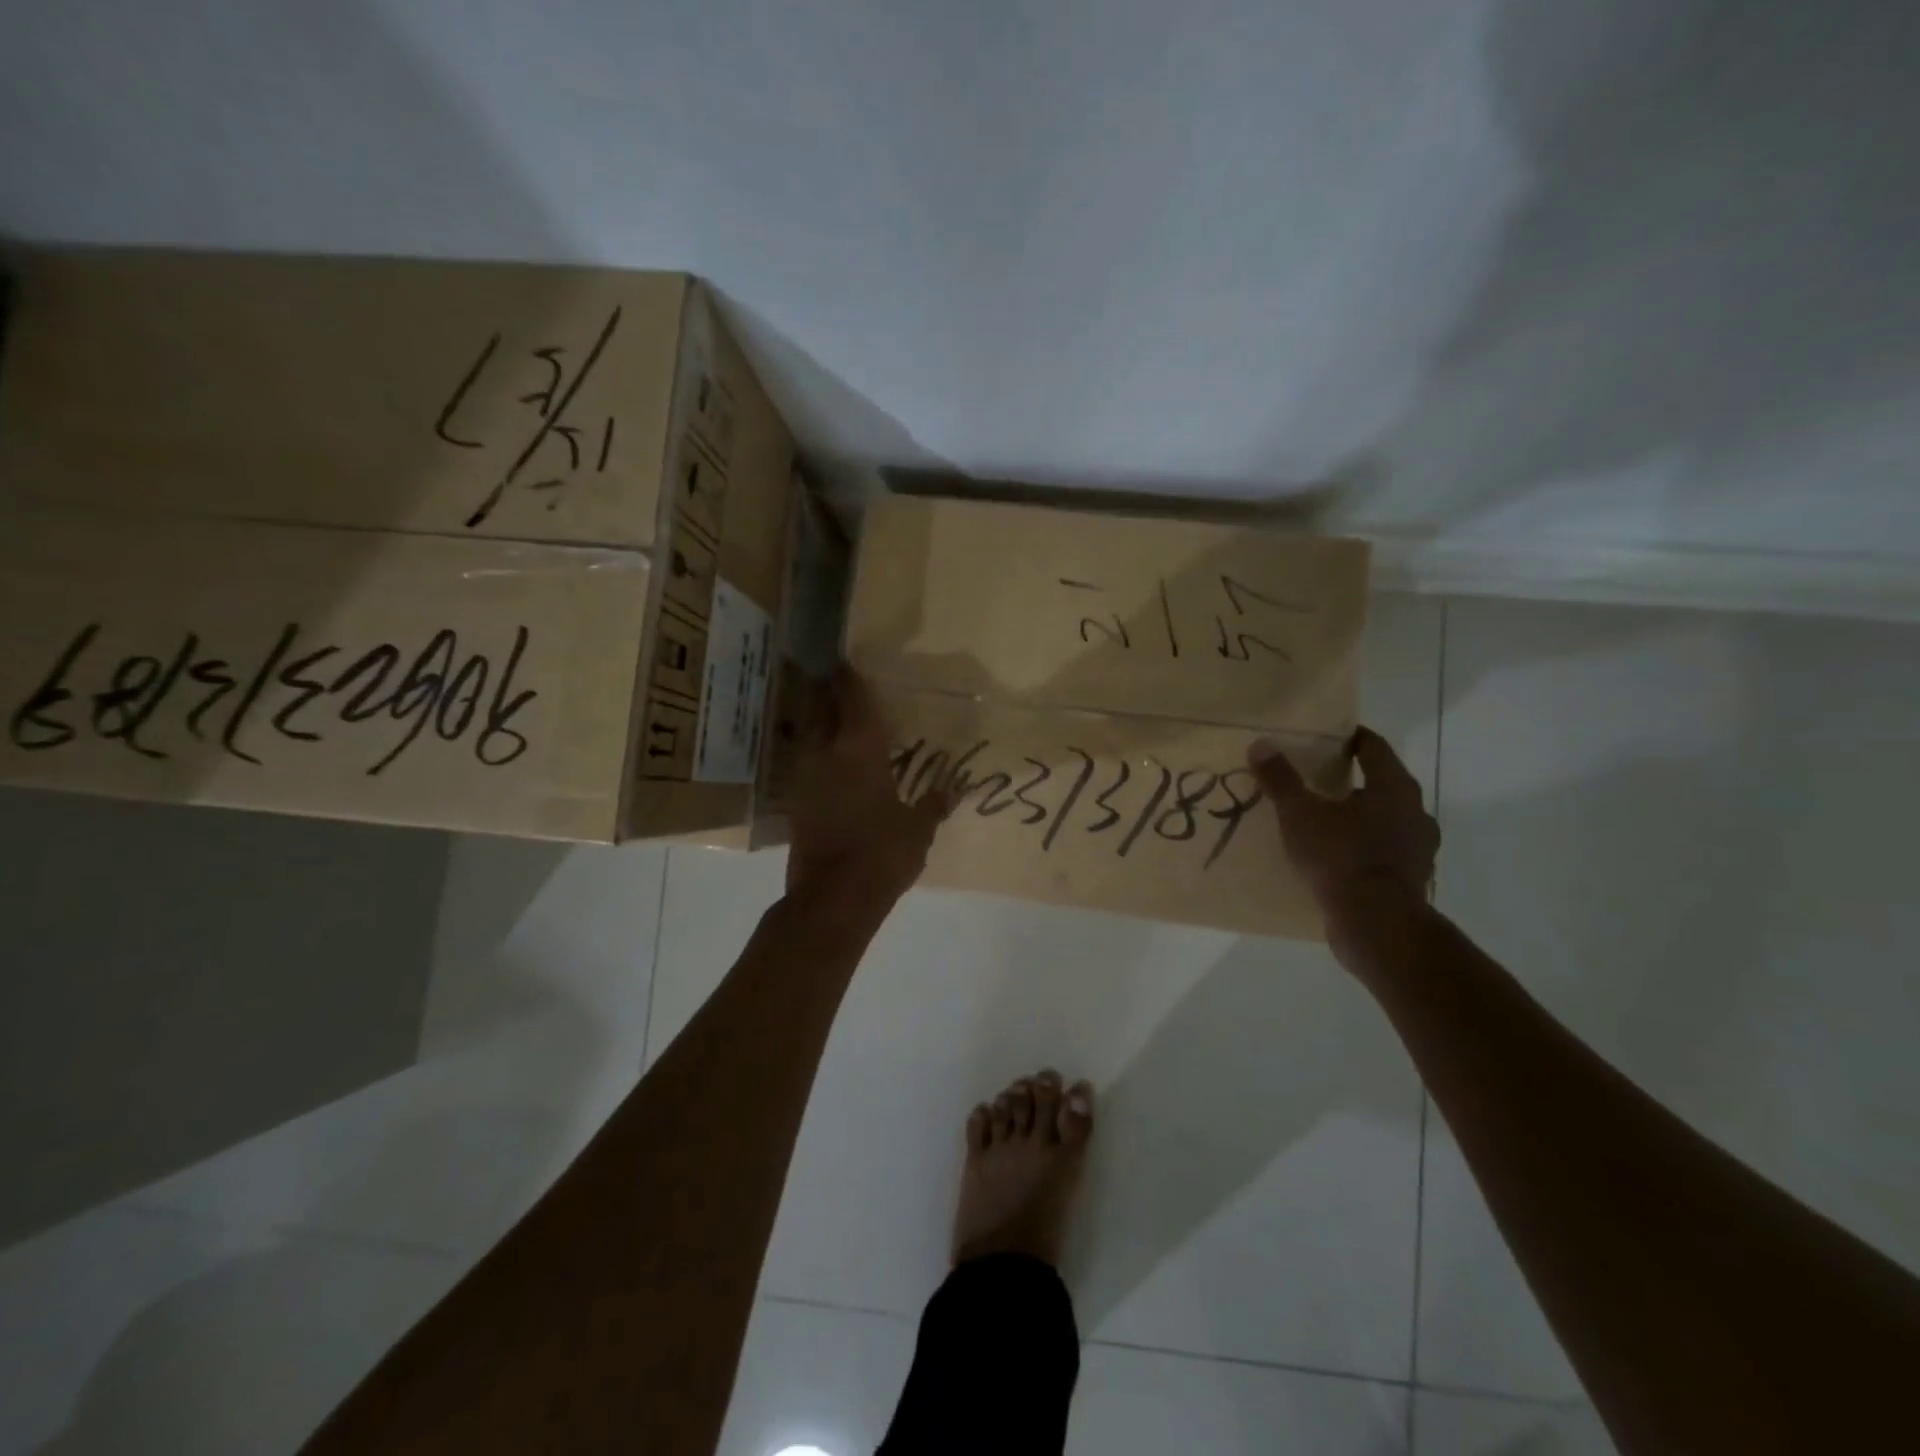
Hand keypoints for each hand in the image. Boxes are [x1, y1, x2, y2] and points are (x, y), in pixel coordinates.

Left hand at [785, 667, 947, 905]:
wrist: (832, 899)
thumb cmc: (882, 855)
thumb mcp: (917, 830)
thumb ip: (932, 805)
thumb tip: (951, 789)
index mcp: (860, 750)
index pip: (853, 700)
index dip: (850, 678)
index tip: (847, 663)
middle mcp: (826, 754)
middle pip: (821, 710)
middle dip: (827, 694)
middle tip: (839, 685)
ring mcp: (806, 778)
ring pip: (809, 736)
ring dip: (819, 724)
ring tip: (835, 721)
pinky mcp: (796, 804)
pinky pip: (806, 765)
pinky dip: (816, 757)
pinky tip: (829, 765)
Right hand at [1247, 727, 1438, 936]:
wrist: (1376, 925)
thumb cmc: (1341, 857)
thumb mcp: (1300, 814)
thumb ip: (1281, 779)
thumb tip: (1261, 745)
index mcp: (1394, 788)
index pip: (1374, 748)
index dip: (1351, 739)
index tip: (1328, 738)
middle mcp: (1415, 813)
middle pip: (1382, 784)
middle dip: (1352, 781)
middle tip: (1318, 780)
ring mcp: (1418, 849)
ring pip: (1386, 821)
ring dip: (1360, 818)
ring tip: (1326, 823)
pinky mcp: (1411, 879)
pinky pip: (1384, 853)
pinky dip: (1363, 849)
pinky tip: (1337, 859)